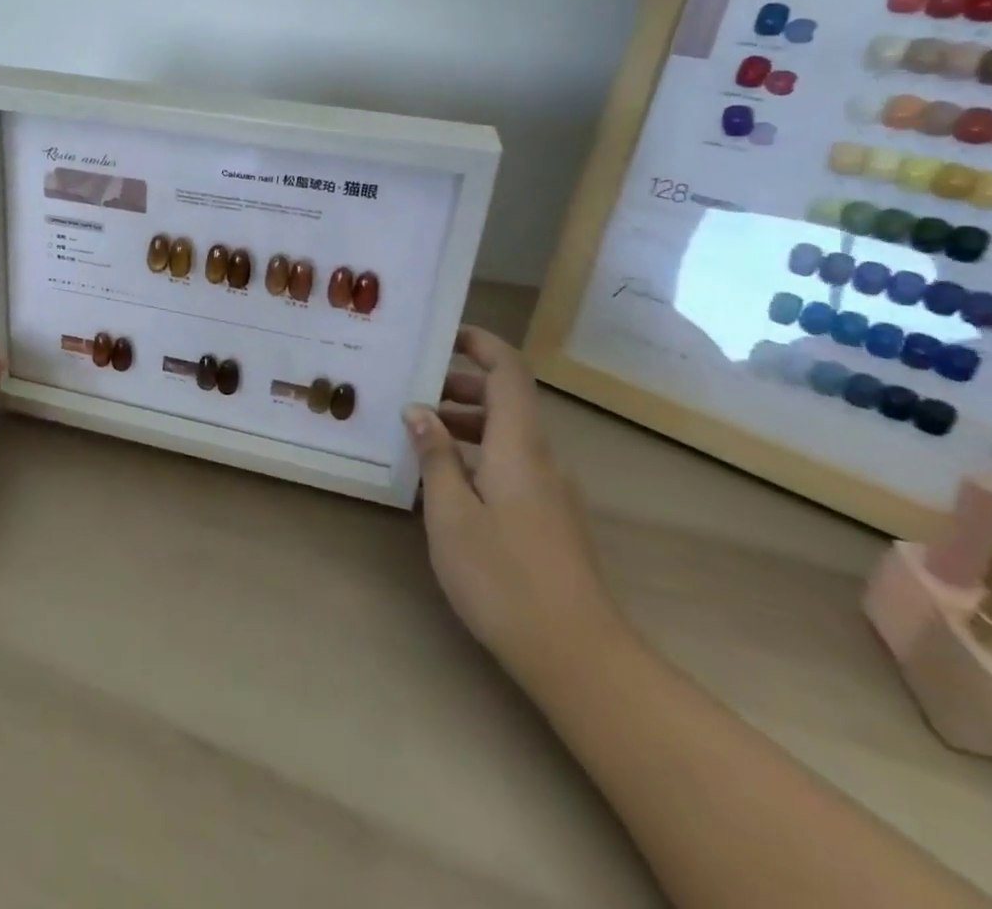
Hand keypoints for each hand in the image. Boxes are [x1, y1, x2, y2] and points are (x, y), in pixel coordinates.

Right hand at [402, 326, 624, 685]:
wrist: (578, 656)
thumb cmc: (504, 577)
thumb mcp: (451, 513)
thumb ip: (435, 456)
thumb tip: (419, 411)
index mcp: (519, 446)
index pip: (509, 372)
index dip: (481, 344)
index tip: (444, 334)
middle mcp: (542, 459)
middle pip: (506, 401)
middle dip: (460, 386)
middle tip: (413, 395)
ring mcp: (552, 491)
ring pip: (508, 436)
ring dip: (465, 425)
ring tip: (419, 439)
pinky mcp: (551, 518)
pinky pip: (512, 466)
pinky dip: (478, 456)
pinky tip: (446, 484)